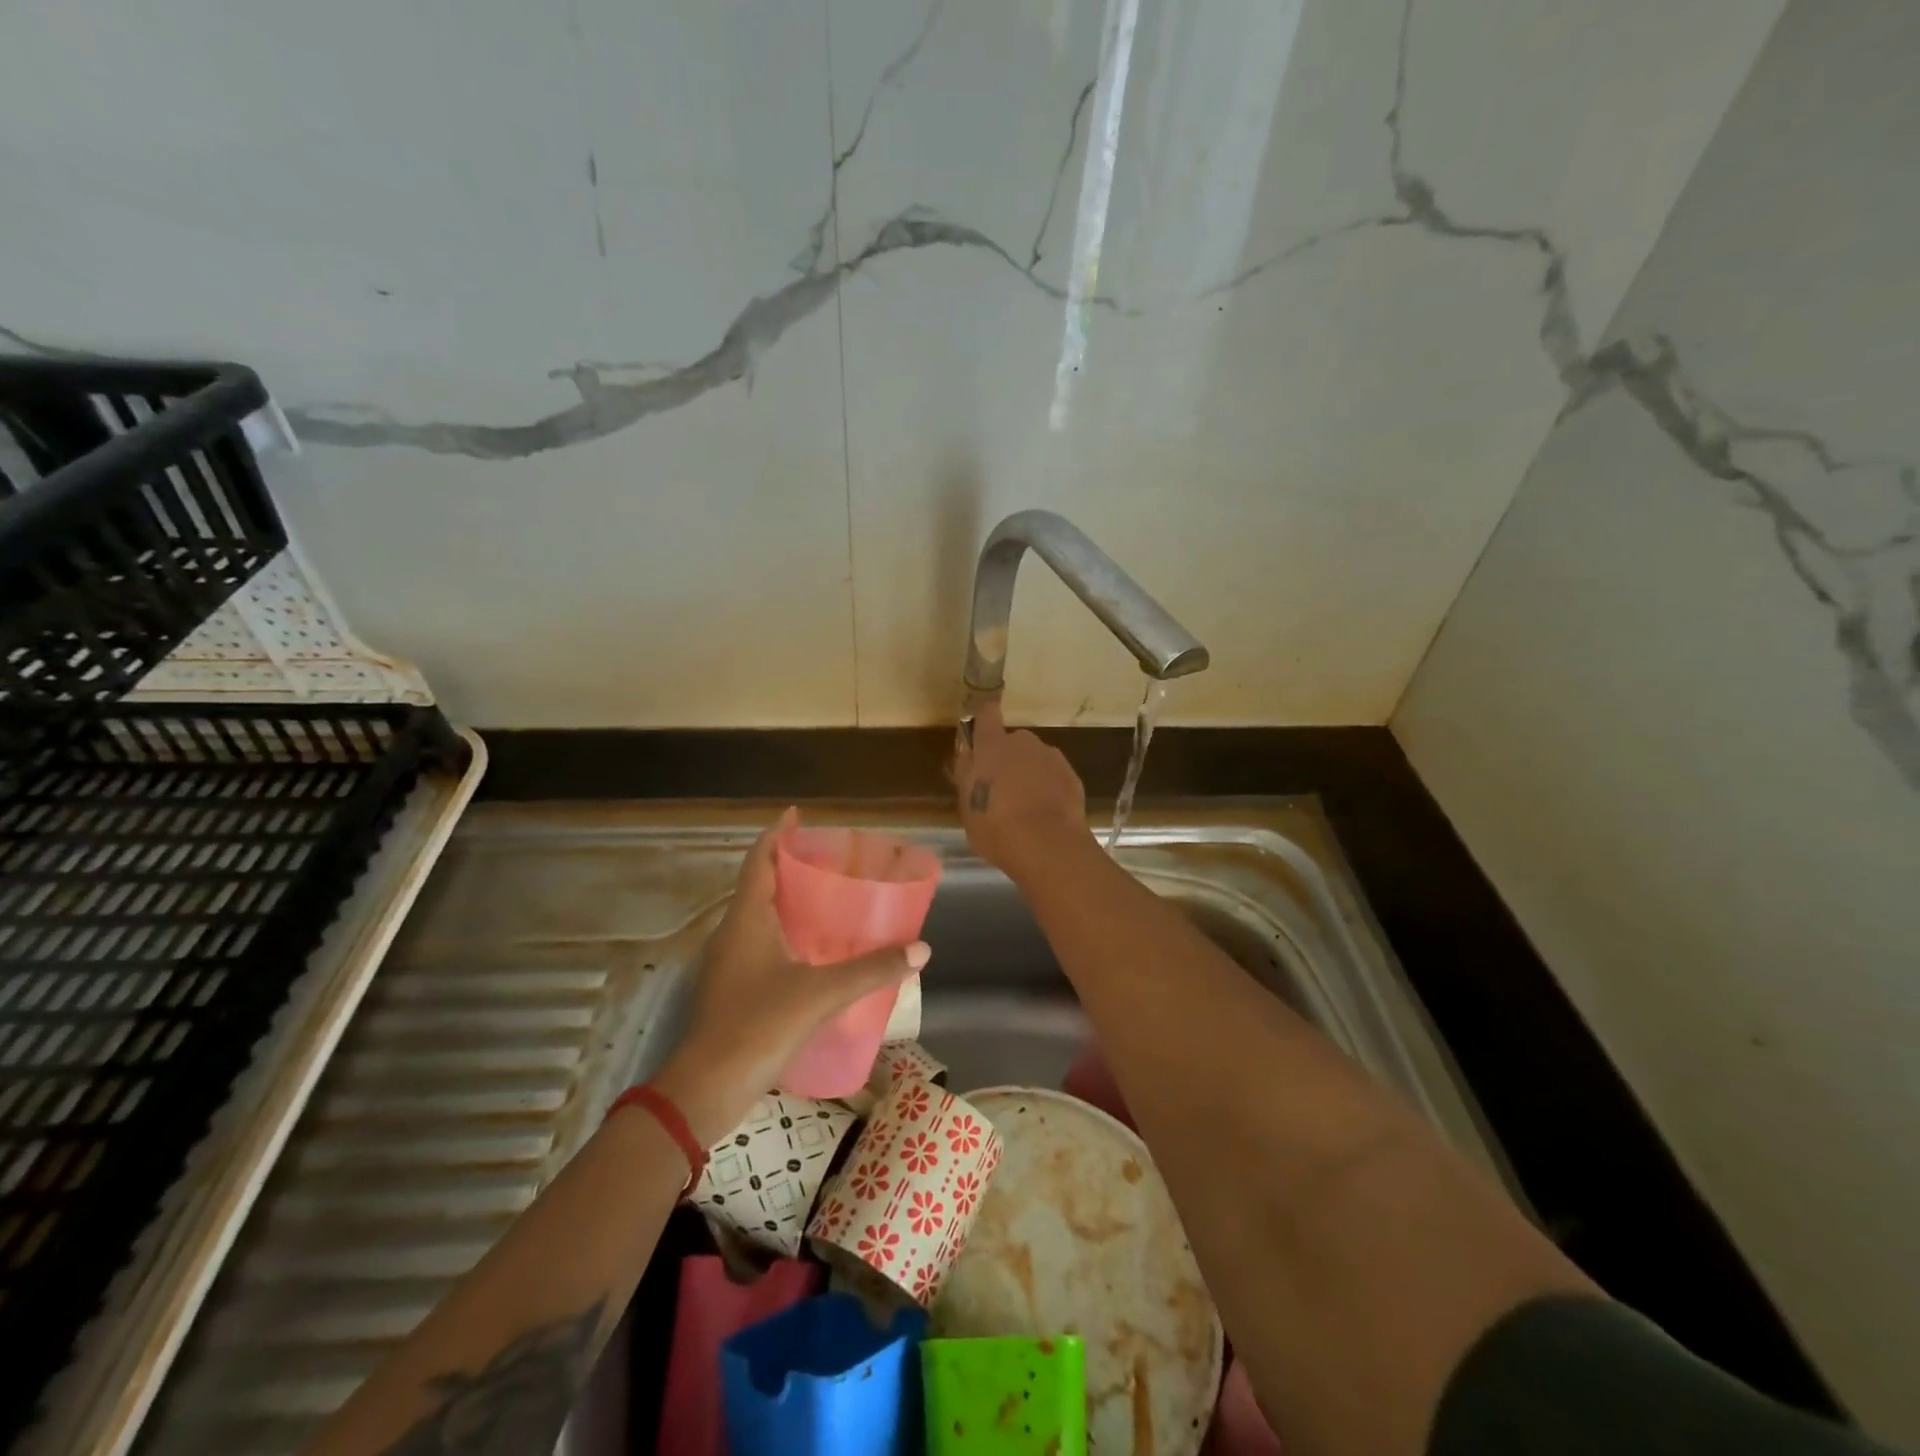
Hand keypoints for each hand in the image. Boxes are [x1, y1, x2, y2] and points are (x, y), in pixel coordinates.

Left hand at [652, 809, 928, 1144]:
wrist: (706, 1089)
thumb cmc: (758, 1026)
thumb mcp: (821, 994)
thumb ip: (871, 970)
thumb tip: (921, 949)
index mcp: (747, 919)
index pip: (759, 860)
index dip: (776, 834)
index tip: (796, 814)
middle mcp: (733, 932)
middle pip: (759, 884)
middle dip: (788, 866)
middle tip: (828, 859)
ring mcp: (728, 963)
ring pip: (758, 916)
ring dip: (787, 901)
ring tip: (827, 899)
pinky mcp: (732, 989)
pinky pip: (759, 943)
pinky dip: (785, 933)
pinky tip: (813, 952)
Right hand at [954, 699, 1089, 877]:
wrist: (1048, 844)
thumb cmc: (996, 826)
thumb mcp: (967, 806)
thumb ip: (967, 776)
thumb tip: (969, 756)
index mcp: (991, 746)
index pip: (986, 715)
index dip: (984, 721)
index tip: (981, 736)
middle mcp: (1022, 742)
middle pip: (1013, 742)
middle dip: (1008, 759)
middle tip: (1002, 789)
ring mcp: (1051, 756)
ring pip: (1035, 759)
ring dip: (1030, 773)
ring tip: (1027, 806)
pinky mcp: (1072, 775)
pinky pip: (1054, 776)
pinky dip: (1050, 788)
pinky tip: (1046, 813)